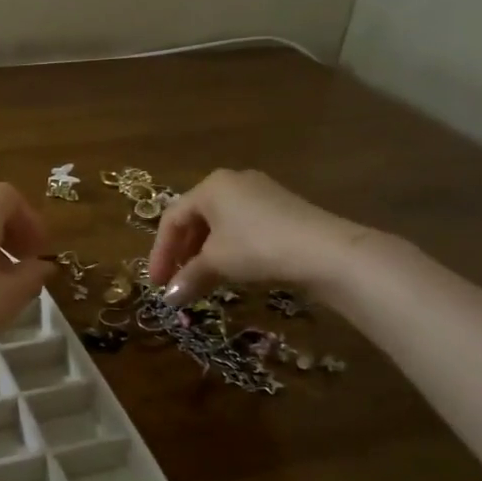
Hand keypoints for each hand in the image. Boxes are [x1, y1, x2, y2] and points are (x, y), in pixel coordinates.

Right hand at [147, 168, 376, 302]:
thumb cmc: (257, 247)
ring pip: (219, 224)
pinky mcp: (282, 208)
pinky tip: (232, 270)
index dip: (160, 253)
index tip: (157, 283)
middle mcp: (232, 182)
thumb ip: (188, 278)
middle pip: (195, 218)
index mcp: (210, 186)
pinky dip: (229, 248)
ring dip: (205, 253)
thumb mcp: (217, 263)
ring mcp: (260, 193)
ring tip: (201, 279)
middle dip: (182, 252)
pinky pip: (242, 226)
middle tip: (176, 280)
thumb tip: (168, 299)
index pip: (172, 218)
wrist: (324, 250)